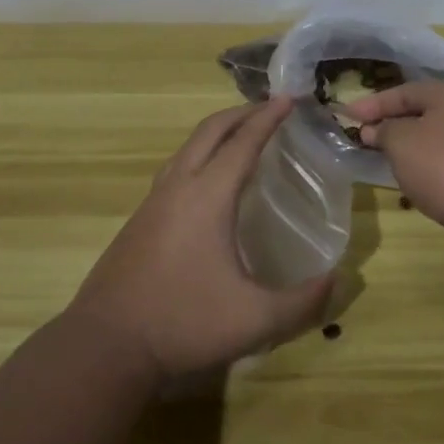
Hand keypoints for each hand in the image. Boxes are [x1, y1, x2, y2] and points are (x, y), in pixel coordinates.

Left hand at [67, 95, 337, 381]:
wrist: (107, 344)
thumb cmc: (184, 323)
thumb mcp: (255, 319)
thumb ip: (303, 302)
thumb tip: (336, 280)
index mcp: (207, 197)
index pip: (243, 143)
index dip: (268, 118)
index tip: (288, 98)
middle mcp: (178, 188)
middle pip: (210, 132)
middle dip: (241, 113)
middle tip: (269, 108)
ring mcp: (152, 202)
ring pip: (187, 148)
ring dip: (216, 133)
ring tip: (241, 136)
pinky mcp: (139, 220)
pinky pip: (174, 169)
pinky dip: (198, 156)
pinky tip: (207, 183)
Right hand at [344, 80, 443, 232]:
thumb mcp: (402, 143)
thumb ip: (384, 130)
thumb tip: (377, 129)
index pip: (403, 91)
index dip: (372, 104)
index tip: (346, 115)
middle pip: (423, 110)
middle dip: (392, 122)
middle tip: (364, 136)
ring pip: (437, 133)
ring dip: (410, 142)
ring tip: (385, 155)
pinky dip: (429, 159)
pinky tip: (417, 175)